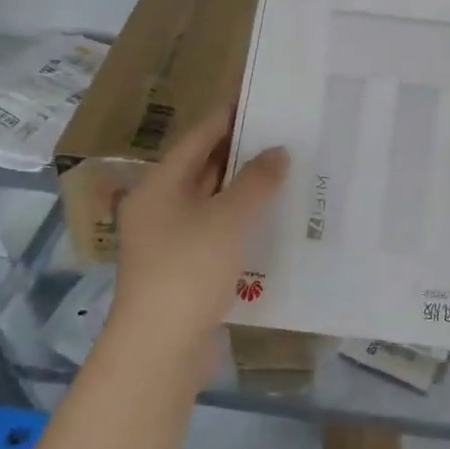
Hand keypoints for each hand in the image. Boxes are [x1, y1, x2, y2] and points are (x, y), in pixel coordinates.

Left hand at [93, 106, 287, 385]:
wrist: (160, 349)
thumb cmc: (188, 270)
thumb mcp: (227, 219)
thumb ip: (255, 181)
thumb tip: (278, 151)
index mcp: (159, 186)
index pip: (198, 138)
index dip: (229, 116)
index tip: (263, 99)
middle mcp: (160, 207)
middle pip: (204, 168)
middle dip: (244, 153)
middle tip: (287, 135)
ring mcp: (171, 240)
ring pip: (214, 202)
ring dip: (247, 189)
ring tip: (290, 172)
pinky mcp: (186, 268)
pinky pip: (219, 231)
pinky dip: (244, 221)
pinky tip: (276, 218)